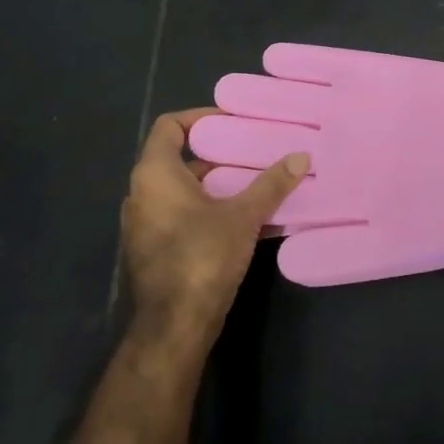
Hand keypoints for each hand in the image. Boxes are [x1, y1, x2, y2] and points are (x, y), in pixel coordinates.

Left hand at [119, 109, 309, 360]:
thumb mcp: (244, 215)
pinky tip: (244, 216)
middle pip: (179, 159)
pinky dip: (208, 207)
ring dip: (216, 183)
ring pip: (182, 189)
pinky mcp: (154, 249)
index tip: (233, 121)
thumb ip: (271, 183)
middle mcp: (141, 193)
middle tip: (254, 150)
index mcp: (155, 175)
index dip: (200, 117)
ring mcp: (144, 224)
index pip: (169, 127)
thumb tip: (301, 156)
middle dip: (218, 154)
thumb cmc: (202, 257)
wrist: (175, 325)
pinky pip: (182, 214)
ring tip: (256, 181)